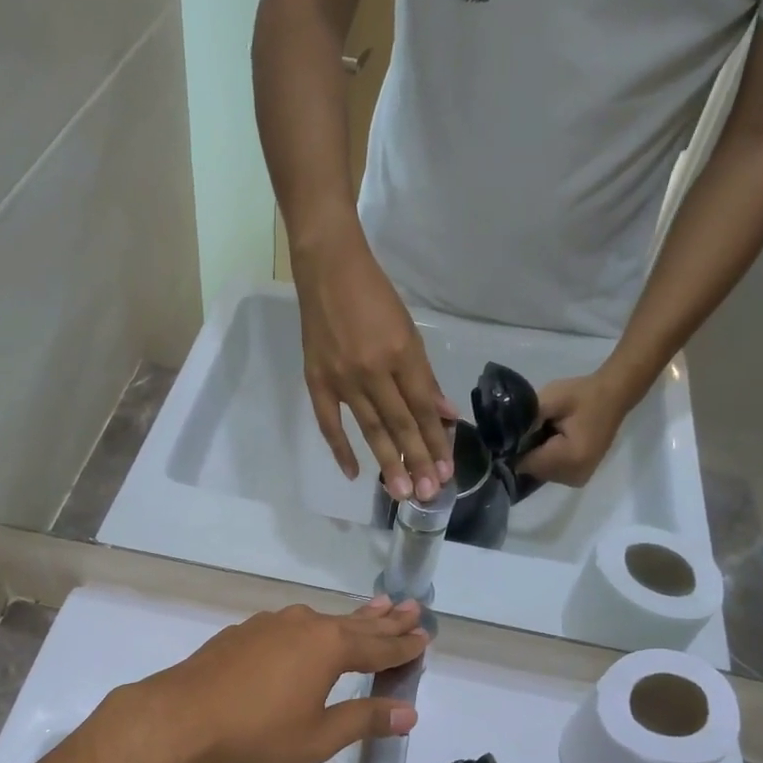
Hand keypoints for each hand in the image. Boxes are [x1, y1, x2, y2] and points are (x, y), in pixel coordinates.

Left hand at [127, 598, 426, 762]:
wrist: (186, 714)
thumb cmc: (259, 730)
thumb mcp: (319, 735)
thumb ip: (365, 720)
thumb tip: (409, 713)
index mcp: (330, 648)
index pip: (379, 647)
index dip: (404, 646)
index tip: (426, 637)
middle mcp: (307, 625)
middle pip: (357, 624)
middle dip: (387, 620)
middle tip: (412, 606)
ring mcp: (274, 623)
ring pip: (324, 618)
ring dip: (353, 616)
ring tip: (375, 606)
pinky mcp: (248, 630)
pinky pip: (294, 624)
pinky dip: (315, 626)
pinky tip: (311, 629)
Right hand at [294, 233, 454, 501]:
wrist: (327, 269)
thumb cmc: (374, 295)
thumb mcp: (408, 329)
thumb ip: (423, 376)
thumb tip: (444, 413)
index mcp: (400, 353)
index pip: (423, 407)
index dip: (436, 440)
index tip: (446, 470)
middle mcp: (373, 370)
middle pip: (400, 424)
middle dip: (416, 460)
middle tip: (428, 494)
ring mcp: (342, 378)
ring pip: (370, 429)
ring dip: (387, 462)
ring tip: (401, 492)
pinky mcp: (316, 380)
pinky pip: (329, 422)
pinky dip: (341, 448)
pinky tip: (354, 473)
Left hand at [516, 372, 634, 487]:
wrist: (614, 396)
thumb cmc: (582, 395)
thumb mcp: (551, 399)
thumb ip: (526, 420)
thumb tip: (504, 438)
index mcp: (570, 458)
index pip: (525, 463)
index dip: (516, 447)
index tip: (517, 431)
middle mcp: (574, 476)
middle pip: (532, 470)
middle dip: (527, 452)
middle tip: (536, 428)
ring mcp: (578, 479)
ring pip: (540, 472)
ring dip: (537, 456)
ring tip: (547, 433)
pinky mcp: (579, 477)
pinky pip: (551, 472)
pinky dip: (547, 459)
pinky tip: (553, 442)